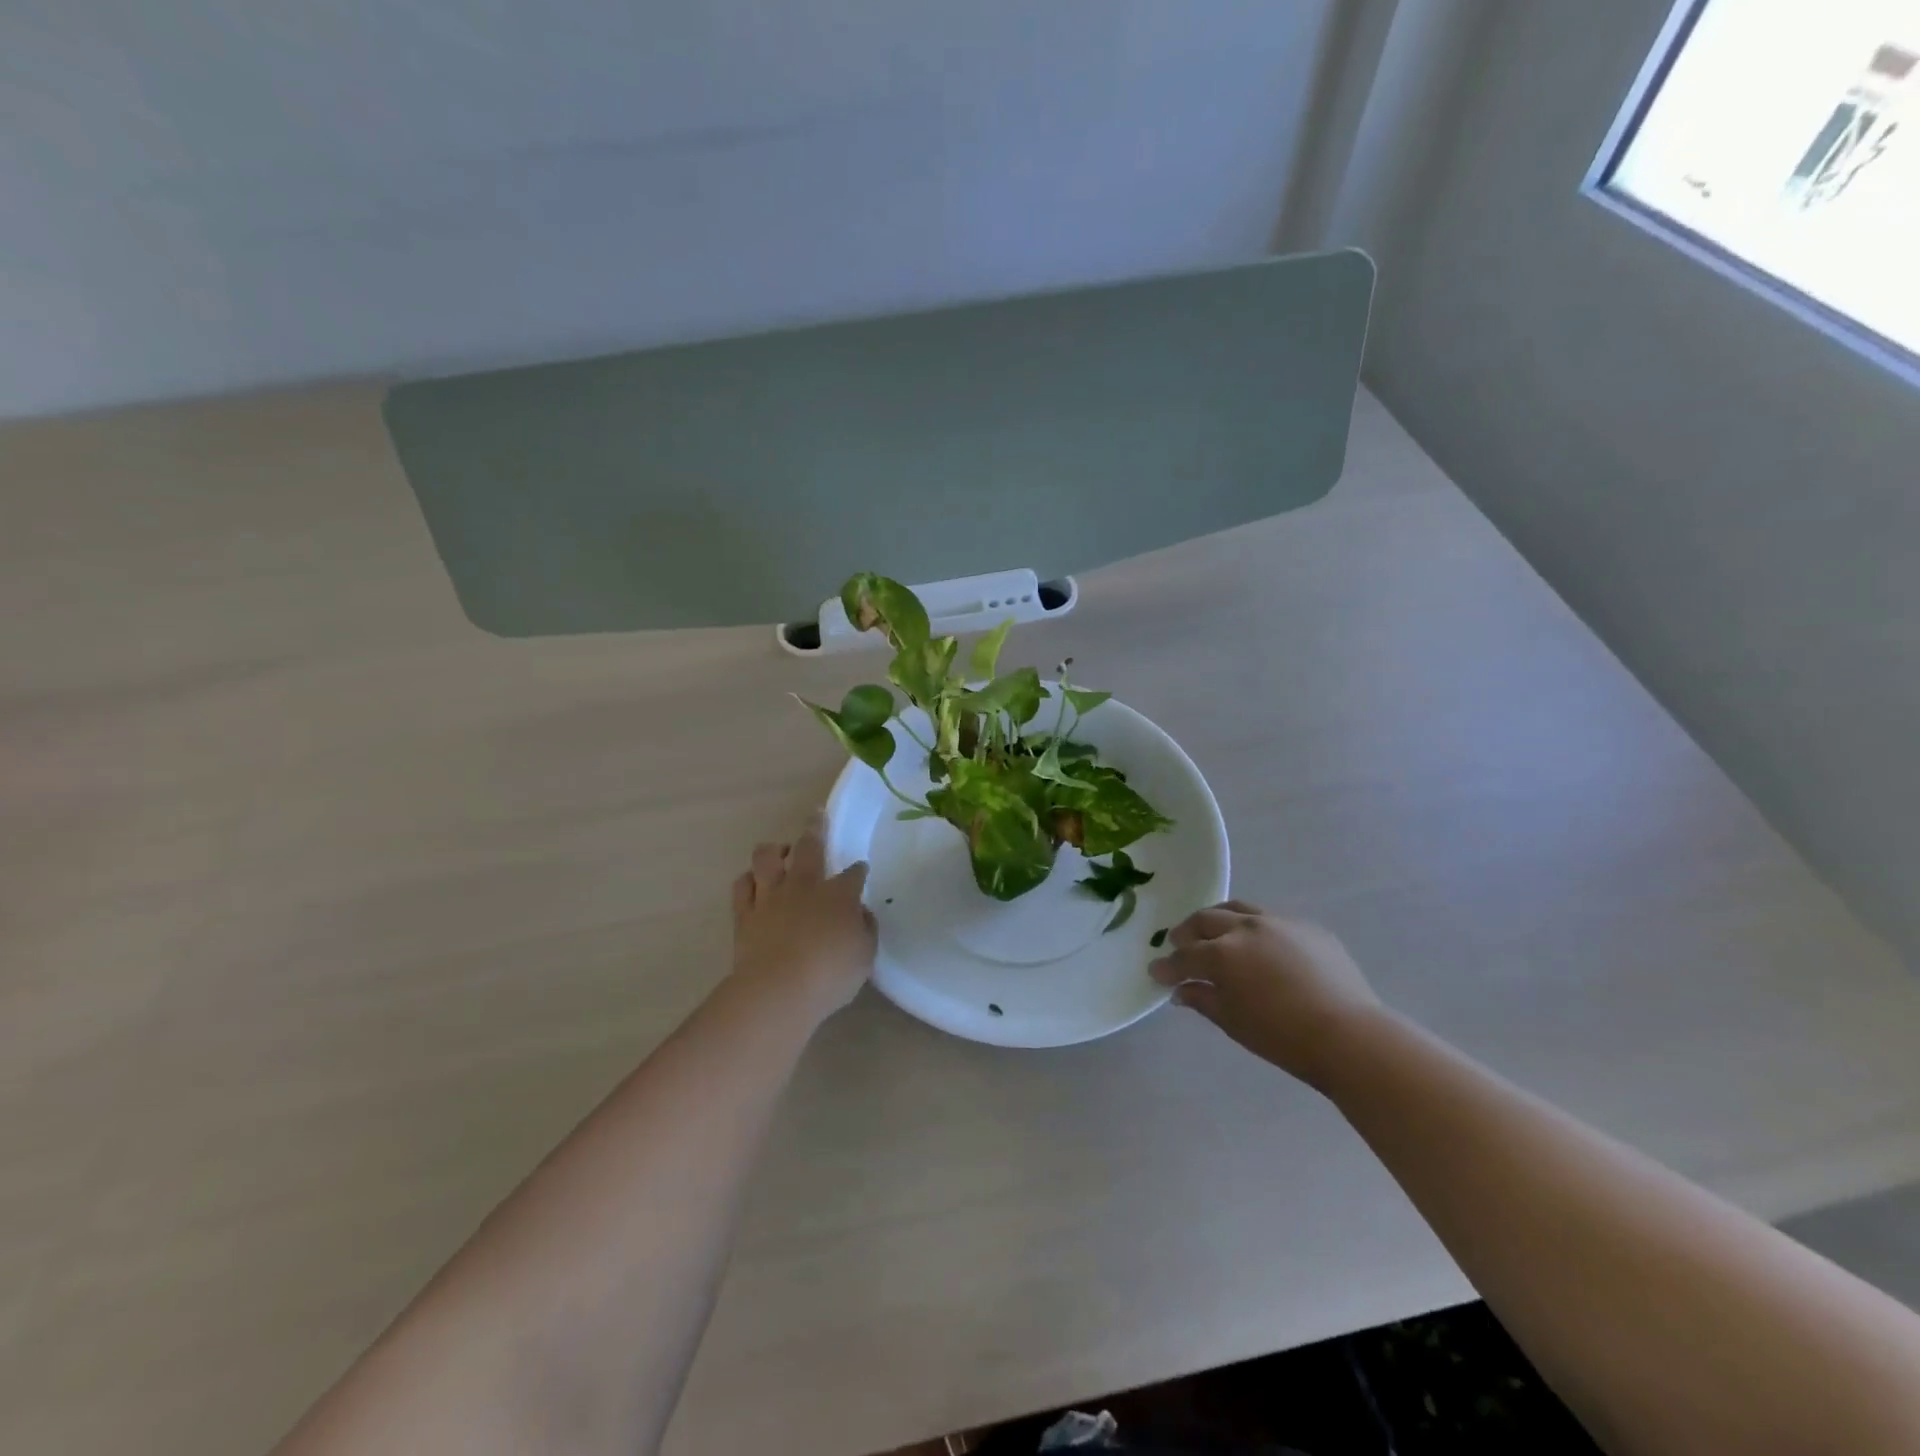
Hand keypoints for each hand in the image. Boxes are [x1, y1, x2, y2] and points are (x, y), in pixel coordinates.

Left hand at [730, 813, 876, 1023]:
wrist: (778, 990)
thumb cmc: (830, 975)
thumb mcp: (865, 955)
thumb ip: (865, 929)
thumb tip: (860, 913)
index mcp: (839, 895)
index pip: (853, 874)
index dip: (858, 870)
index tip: (860, 869)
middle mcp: (804, 886)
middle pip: (809, 848)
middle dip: (816, 829)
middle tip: (817, 815)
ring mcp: (771, 897)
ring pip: (767, 857)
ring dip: (775, 849)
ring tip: (781, 850)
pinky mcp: (745, 914)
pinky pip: (742, 885)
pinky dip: (749, 879)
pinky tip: (753, 880)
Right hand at [1150, 900, 1383, 1089]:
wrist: (1350, 1036)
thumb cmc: (1283, 1036)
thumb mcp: (1234, 1022)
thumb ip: (1203, 999)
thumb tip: (1181, 990)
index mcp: (1223, 954)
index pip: (1185, 956)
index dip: (1168, 966)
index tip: (1156, 972)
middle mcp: (1246, 929)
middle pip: (1206, 921)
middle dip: (1188, 933)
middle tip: (1179, 944)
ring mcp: (1279, 923)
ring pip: (1237, 910)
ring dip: (1218, 920)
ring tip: (1214, 933)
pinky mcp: (1308, 928)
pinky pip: (1272, 920)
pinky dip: (1255, 929)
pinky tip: (1260, 946)